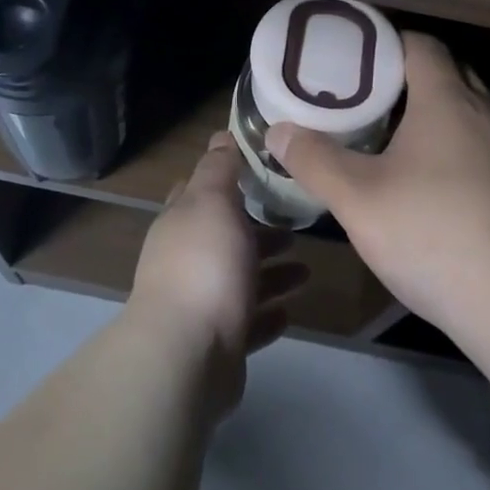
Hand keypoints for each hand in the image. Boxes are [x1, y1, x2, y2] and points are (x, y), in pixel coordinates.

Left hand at [128, 132, 308, 416]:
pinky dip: (267, 314)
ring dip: (271, 273)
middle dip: (259, 230)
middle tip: (298, 223)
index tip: (263, 169)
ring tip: (307, 270)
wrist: (188, 354)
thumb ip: (219, 170)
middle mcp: (187, 260)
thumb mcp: (212, 202)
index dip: (227, 177)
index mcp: (182, 222)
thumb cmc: (204, 265)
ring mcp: (201, 303)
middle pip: (226, 237)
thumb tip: (220, 136)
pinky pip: (248, 323)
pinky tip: (290, 310)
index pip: (200, 190)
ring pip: (241, 280)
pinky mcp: (218, 342)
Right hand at [268, 34, 489, 338]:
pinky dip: (453, 153)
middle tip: (364, 96)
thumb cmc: (432, 233)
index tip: (353, 55)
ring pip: (467, 117)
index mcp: (447, 102)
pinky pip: (481, 153)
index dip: (386, 42)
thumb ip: (315, 160)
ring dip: (432, 118)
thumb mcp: (357, 199)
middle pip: (448, 74)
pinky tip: (429, 190)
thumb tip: (279, 131)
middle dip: (407, 78)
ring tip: (389, 140)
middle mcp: (485, 117)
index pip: (421, 45)